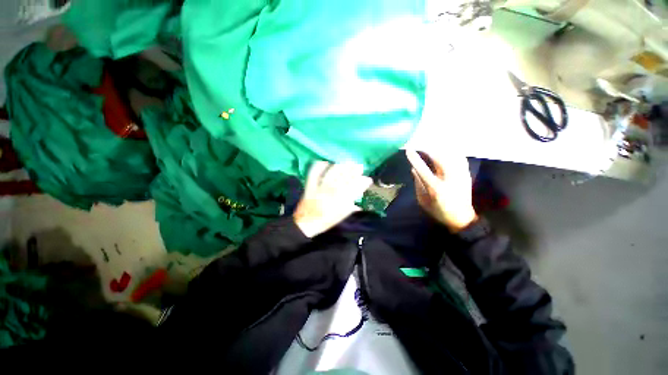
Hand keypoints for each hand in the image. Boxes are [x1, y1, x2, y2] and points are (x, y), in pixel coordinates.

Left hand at [294, 161, 372, 237]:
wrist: (305, 224)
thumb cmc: (324, 221)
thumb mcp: (339, 217)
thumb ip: (349, 209)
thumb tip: (359, 204)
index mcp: (338, 202)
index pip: (353, 190)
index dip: (362, 184)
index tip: (368, 179)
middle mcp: (330, 193)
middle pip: (343, 179)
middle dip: (353, 171)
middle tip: (359, 166)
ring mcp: (319, 188)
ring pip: (331, 174)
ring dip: (340, 167)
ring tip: (347, 162)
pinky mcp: (310, 186)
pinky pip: (314, 173)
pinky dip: (319, 166)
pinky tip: (326, 162)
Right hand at [406, 149, 476, 231]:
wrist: (462, 218)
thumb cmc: (438, 211)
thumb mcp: (423, 201)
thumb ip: (418, 184)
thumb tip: (414, 169)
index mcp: (435, 188)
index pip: (423, 169)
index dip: (415, 159)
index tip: (408, 150)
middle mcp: (449, 179)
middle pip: (439, 158)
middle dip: (428, 148)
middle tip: (420, 143)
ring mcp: (460, 175)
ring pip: (451, 155)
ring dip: (440, 147)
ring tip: (431, 142)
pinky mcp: (466, 174)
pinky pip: (459, 157)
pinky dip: (451, 150)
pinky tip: (445, 148)